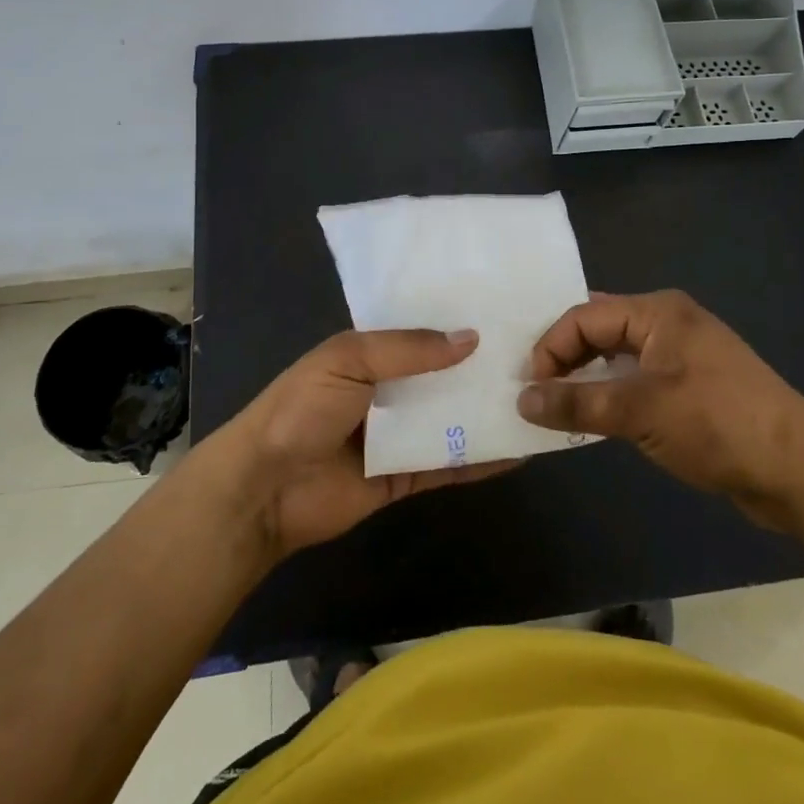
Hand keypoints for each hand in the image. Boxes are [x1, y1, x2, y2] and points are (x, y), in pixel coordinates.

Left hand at [220, 328, 515, 557]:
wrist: (263, 490)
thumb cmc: (301, 410)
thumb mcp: (348, 360)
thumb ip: (408, 349)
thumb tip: (471, 339)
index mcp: (369, 354)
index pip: (421, 333)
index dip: (457, 324)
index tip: (506, 313)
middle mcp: (387, 391)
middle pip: (442, 377)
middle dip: (481, 369)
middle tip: (539, 357)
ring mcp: (396, 436)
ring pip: (450, 420)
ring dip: (486, 413)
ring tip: (539, 400)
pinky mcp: (403, 477)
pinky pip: (448, 465)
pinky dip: (480, 460)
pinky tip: (518, 451)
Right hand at [518, 290, 803, 533]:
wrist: (799, 470)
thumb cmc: (716, 424)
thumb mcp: (639, 412)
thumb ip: (577, 403)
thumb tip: (522, 399)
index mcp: (658, 312)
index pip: (584, 316)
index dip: (550, 347)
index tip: (528, 387)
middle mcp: (668, 323)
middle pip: (599, 330)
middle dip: (565, 358)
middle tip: (534, 391)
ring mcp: (682, 355)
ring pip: (617, 356)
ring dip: (586, 378)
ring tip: (556, 406)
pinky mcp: (691, 387)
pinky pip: (636, 380)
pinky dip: (611, 395)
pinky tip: (595, 418)